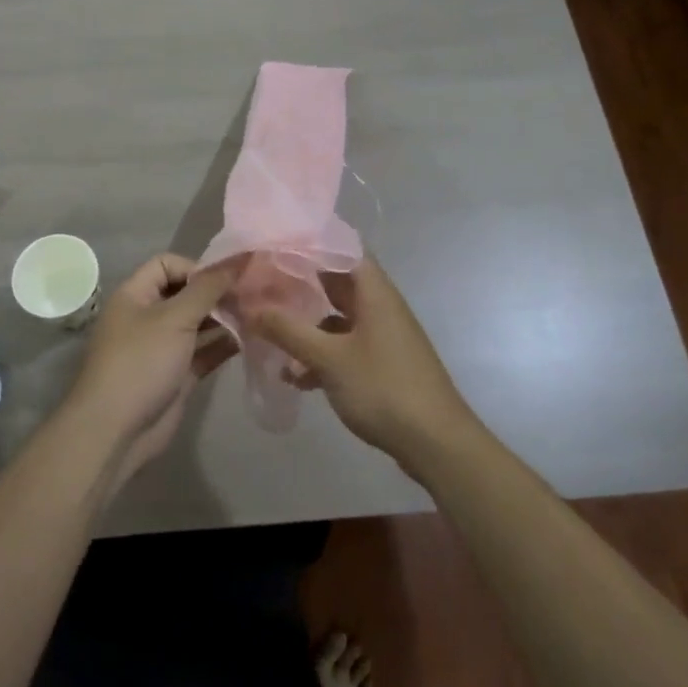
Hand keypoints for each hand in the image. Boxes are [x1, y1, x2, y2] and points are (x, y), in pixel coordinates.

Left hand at [65, 253, 239, 488]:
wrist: (116, 431)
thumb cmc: (141, 362)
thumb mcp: (175, 318)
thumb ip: (208, 288)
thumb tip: (238, 259)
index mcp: (136, 295)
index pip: (167, 265)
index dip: (196, 268)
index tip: (226, 280)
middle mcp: (148, 317)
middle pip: (186, 294)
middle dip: (217, 293)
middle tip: (252, 296)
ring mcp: (163, 347)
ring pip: (198, 324)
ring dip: (225, 319)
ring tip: (259, 315)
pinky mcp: (177, 375)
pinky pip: (204, 352)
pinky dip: (224, 345)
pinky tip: (251, 340)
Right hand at [250, 257, 478, 476]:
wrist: (436, 443)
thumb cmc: (383, 388)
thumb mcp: (329, 358)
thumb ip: (288, 330)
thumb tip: (250, 307)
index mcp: (374, 291)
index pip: (341, 248)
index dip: (309, 243)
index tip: (274, 245)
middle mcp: (380, 306)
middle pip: (336, 283)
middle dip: (300, 286)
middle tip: (261, 286)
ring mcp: (383, 336)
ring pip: (337, 318)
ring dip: (307, 325)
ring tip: (268, 333)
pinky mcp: (382, 363)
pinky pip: (345, 346)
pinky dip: (321, 354)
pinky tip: (295, 377)